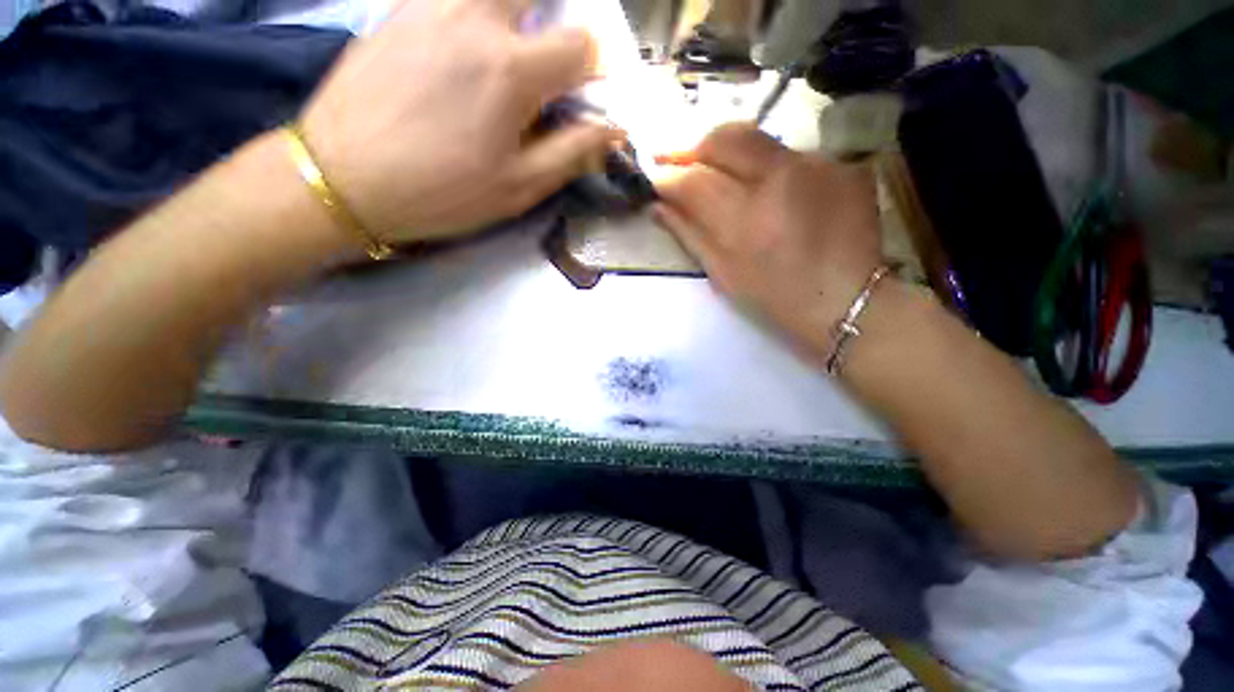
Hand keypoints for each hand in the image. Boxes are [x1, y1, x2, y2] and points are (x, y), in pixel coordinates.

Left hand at [300, 0, 620, 242]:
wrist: (344, 178)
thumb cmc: (442, 192)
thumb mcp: (518, 187)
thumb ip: (571, 153)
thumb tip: (612, 130)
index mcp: (511, 70)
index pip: (580, 44)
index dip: (593, 69)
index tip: (584, 92)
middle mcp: (475, 18)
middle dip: (556, 20)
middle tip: (547, 58)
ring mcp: (431, 5)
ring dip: (513, 12)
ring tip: (505, 57)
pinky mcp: (398, 9)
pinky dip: (472, 12)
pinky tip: (463, 48)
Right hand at [654, 123, 881, 359]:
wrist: (846, 300)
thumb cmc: (774, 297)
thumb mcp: (722, 274)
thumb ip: (688, 235)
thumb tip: (658, 206)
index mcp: (745, 218)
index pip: (693, 180)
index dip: (667, 177)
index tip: (654, 178)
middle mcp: (780, 178)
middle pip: (725, 137)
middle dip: (694, 145)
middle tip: (679, 159)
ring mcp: (817, 164)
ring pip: (758, 140)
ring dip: (732, 156)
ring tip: (727, 179)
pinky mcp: (842, 163)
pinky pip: (791, 155)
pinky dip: (771, 169)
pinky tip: (775, 193)